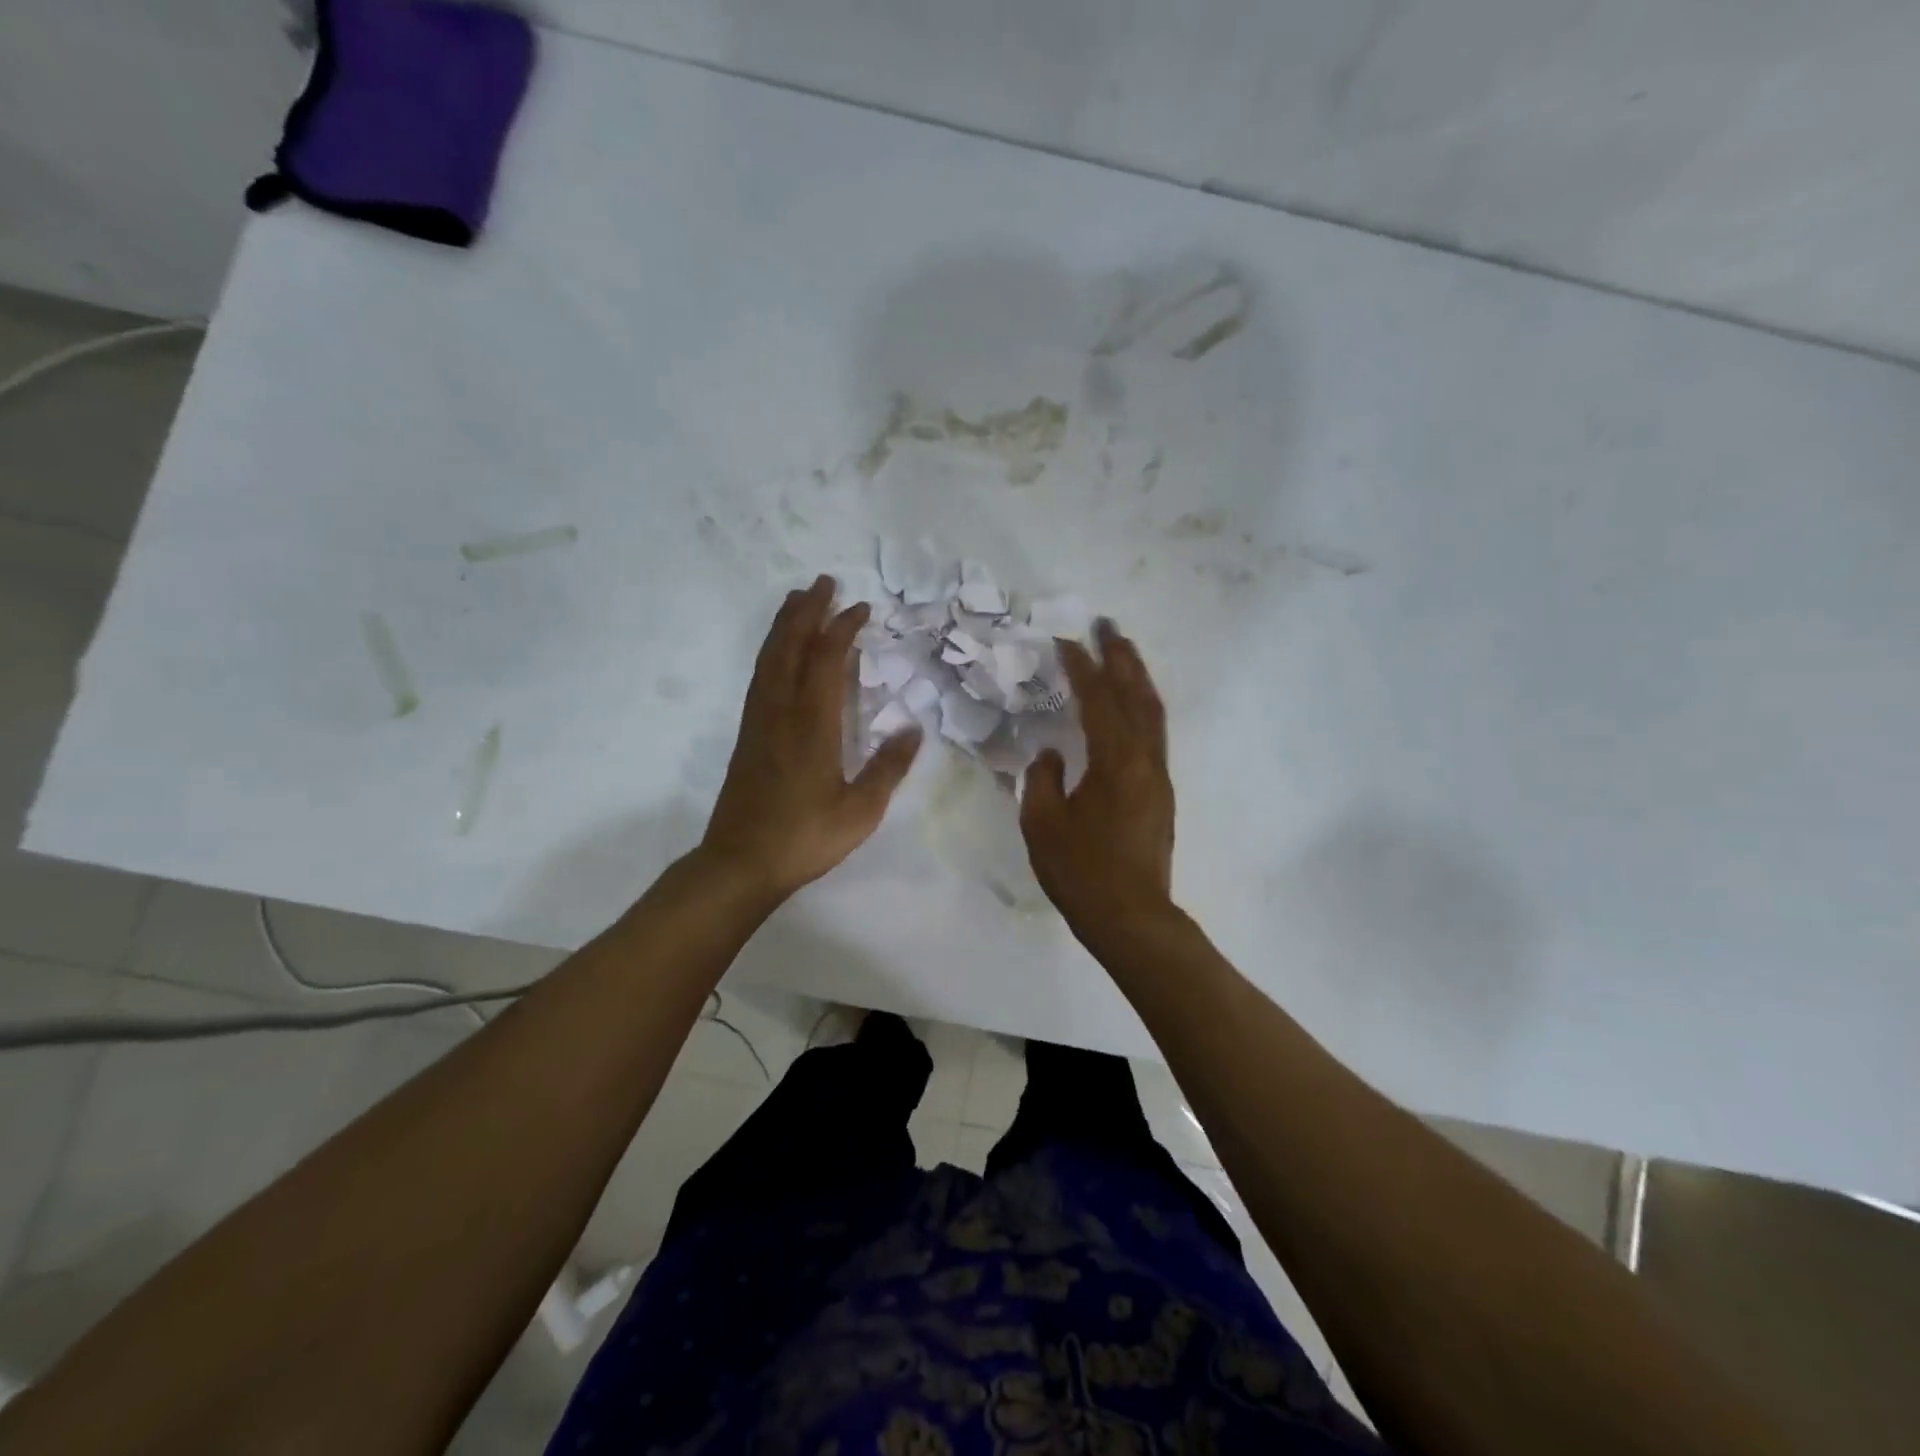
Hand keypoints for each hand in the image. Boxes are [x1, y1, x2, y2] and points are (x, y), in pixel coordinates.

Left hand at [701, 575, 921, 899]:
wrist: (740, 863)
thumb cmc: (804, 838)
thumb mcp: (860, 811)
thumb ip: (888, 768)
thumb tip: (913, 728)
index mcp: (812, 726)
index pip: (826, 662)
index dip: (842, 629)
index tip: (860, 608)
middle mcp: (781, 713)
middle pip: (790, 648)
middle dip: (807, 611)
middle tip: (823, 582)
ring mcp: (758, 722)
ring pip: (768, 659)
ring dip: (784, 625)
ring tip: (798, 600)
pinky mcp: (747, 735)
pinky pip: (759, 678)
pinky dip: (771, 652)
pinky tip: (778, 652)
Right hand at [1020, 619, 1175, 932]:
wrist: (1130, 916)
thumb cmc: (1081, 872)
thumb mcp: (1043, 824)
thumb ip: (1042, 780)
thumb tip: (1051, 756)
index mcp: (1115, 761)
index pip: (1098, 700)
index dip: (1081, 667)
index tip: (1065, 641)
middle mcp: (1144, 760)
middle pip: (1137, 695)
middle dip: (1122, 657)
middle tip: (1107, 625)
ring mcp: (1158, 776)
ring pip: (1153, 713)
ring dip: (1137, 678)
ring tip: (1123, 652)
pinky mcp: (1161, 793)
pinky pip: (1154, 734)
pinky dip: (1142, 707)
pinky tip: (1130, 706)